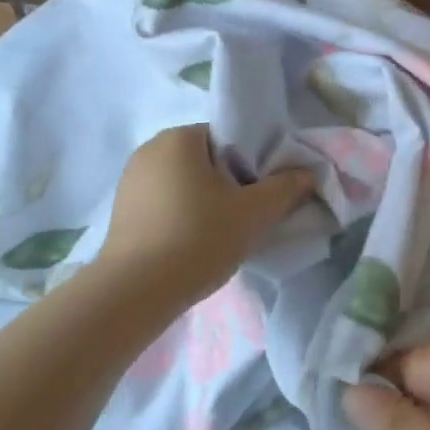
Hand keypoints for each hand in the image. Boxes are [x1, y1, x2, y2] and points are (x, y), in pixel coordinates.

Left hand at [96, 125, 315, 311]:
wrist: (134, 292)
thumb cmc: (198, 238)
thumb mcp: (254, 213)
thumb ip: (286, 188)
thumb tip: (307, 173)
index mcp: (180, 137)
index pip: (229, 138)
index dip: (253, 163)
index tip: (263, 193)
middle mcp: (150, 149)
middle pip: (207, 160)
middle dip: (230, 184)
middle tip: (248, 216)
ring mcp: (130, 180)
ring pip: (185, 183)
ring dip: (206, 201)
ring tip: (222, 234)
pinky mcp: (121, 210)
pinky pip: (164, 203)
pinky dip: (182, 216)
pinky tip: (193, 244)